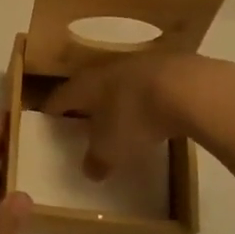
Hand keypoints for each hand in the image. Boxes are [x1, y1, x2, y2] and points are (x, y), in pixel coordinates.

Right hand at [44, 52, 234, 178]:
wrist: (187, 87)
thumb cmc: (135, 117)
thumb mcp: (111, 148)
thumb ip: (97, 159)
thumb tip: (90, 170)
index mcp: (84, 85)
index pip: (59, 97)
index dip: (52, 110)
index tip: (48, 121)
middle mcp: (105, 69)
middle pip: (89, 87)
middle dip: (85, 103)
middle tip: (84, 122)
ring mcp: (137, 64)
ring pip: (119, 83)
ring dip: (117, 99)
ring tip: (120, 119)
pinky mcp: (167, 66)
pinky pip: (147, 85)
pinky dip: (145, 98)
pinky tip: (154, 112)